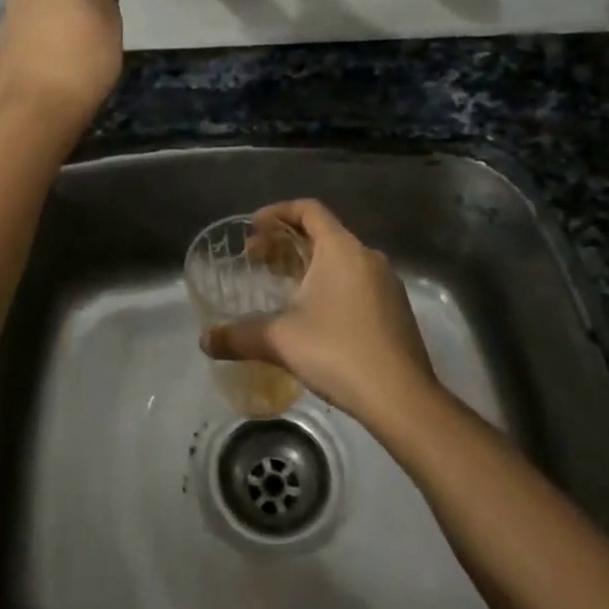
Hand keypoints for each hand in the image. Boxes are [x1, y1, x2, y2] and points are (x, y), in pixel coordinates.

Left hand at [0, 0, 123, 136]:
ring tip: (70, 68)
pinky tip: (50, 78)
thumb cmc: (85, 58)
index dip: (92, 5)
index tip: (101, 30)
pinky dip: (38, 57)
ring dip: (53, 38)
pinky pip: (26, 46)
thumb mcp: (105, 12)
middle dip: (70, 19)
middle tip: (89, 50)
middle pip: (55, 1)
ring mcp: (6, 25)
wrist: (41, 109)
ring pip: (39, 24)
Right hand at [200, 199, 439, 430]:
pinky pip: (356, 281)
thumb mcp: (280, 340)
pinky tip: (313, 315)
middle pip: (322, 233)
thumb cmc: (339, 352)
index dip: (277, 213)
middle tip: (256, 261)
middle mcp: (367, 256)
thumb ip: (238, 336)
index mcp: (341, 249)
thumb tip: (205, 340)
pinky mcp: (395, 309)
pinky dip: (329, 284)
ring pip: (340, 259)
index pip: (308, 209)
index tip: (252, 229)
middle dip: (286, 242)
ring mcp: (386, 283)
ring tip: (281, 287)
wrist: (403, 399)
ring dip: (308, 264)